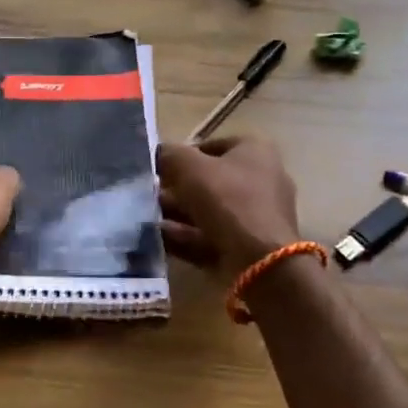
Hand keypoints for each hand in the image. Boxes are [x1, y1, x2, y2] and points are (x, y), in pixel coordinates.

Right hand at [156, 136, 301, 273]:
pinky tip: (156, 238)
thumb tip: (158, 153)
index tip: (159, 167)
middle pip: (210, 180)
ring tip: (145, 217)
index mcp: (256, 151)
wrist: (260, 262)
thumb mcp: (191, 168)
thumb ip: (170, 155)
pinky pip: (211, 236)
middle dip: (177, 187)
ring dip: (177, 213)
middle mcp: (262, 179)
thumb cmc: (228, 200)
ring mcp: (256, 216)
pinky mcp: (248, 247)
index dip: (183, 154)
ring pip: (209, 210)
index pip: (213, 145)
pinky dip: (185, 236)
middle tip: (149, 194)